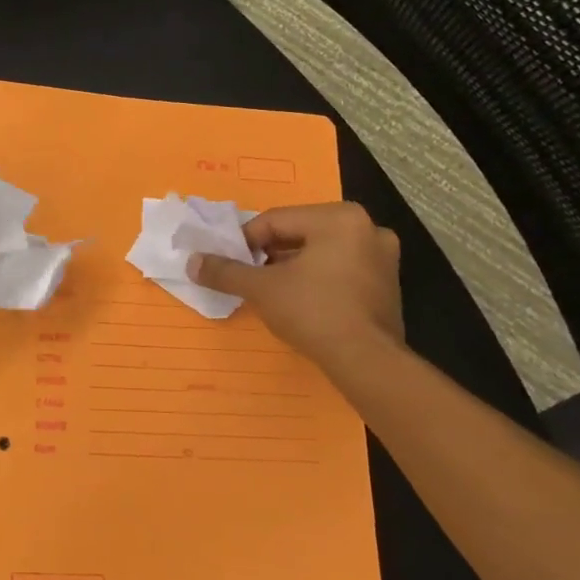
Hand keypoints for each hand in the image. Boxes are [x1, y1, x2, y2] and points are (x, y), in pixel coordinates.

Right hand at [187, 202, 404, 379]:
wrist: (367, 362)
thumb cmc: (313, 312)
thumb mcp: (261, 289)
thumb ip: (225, 271)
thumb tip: (192, 263)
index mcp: (339, 217)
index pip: (275, 221)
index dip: (245, 242)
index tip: (229, 265)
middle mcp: (367, 228)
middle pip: (300, 234)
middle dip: (270, 255)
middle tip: (250, 278)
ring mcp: (383, 257)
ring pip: (321, 253)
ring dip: (293, 268)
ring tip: (272, 292)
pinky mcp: (387, 284)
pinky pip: (341, 270)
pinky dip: (318, 280)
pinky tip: (302, 303)